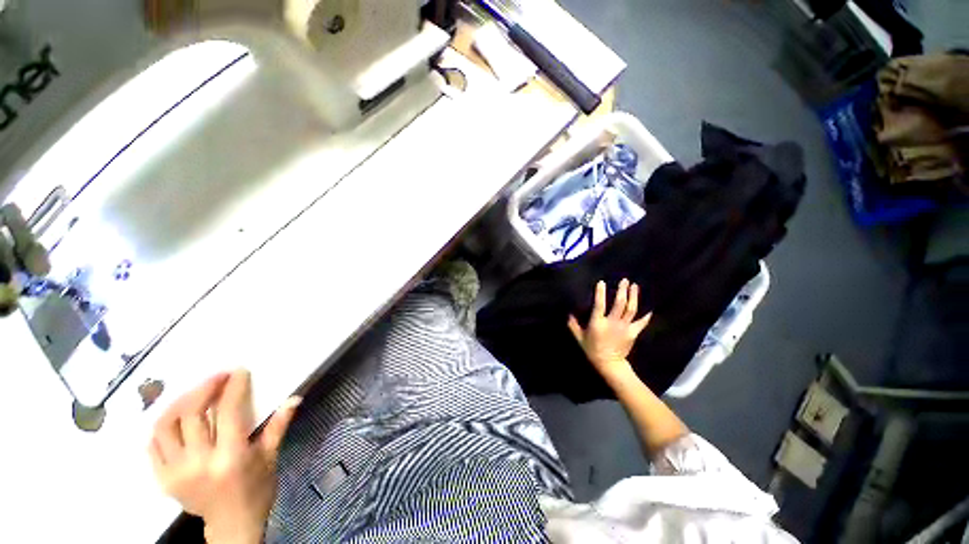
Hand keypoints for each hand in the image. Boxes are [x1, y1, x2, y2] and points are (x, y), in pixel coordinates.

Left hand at [149, 369, 300, 543]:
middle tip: (218, 377)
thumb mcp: (270, 457)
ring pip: (165, 427)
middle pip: (191, 414)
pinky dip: (162, 426)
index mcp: (230, 458)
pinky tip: (176, 418)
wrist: (232, 526)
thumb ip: (278, 426)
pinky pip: (153, 446)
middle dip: (204, 389)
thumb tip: (294, 398)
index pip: (228, 412)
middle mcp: (198, 463)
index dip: (233, 388)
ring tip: (195, 393)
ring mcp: (175, 472)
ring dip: (179, 403)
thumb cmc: (257, 489)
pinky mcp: (162, 479)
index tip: (239, 372)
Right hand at [568, 279, 650, 379]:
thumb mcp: (579, 338)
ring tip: (635, 286)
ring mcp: (624, 327)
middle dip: (622, 291)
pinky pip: (641, 322)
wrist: (609, 364)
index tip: (602, 282)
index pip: (599, 305)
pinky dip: (646, 315)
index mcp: (598, 323)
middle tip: (624, 280)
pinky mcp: (633, 333)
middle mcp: (612, 323)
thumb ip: (573, 325)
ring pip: (631, 310)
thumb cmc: (592, 349)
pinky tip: (650, 307)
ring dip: (633, 297)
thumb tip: (568, 313)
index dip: (600, 293)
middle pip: (619, 304)